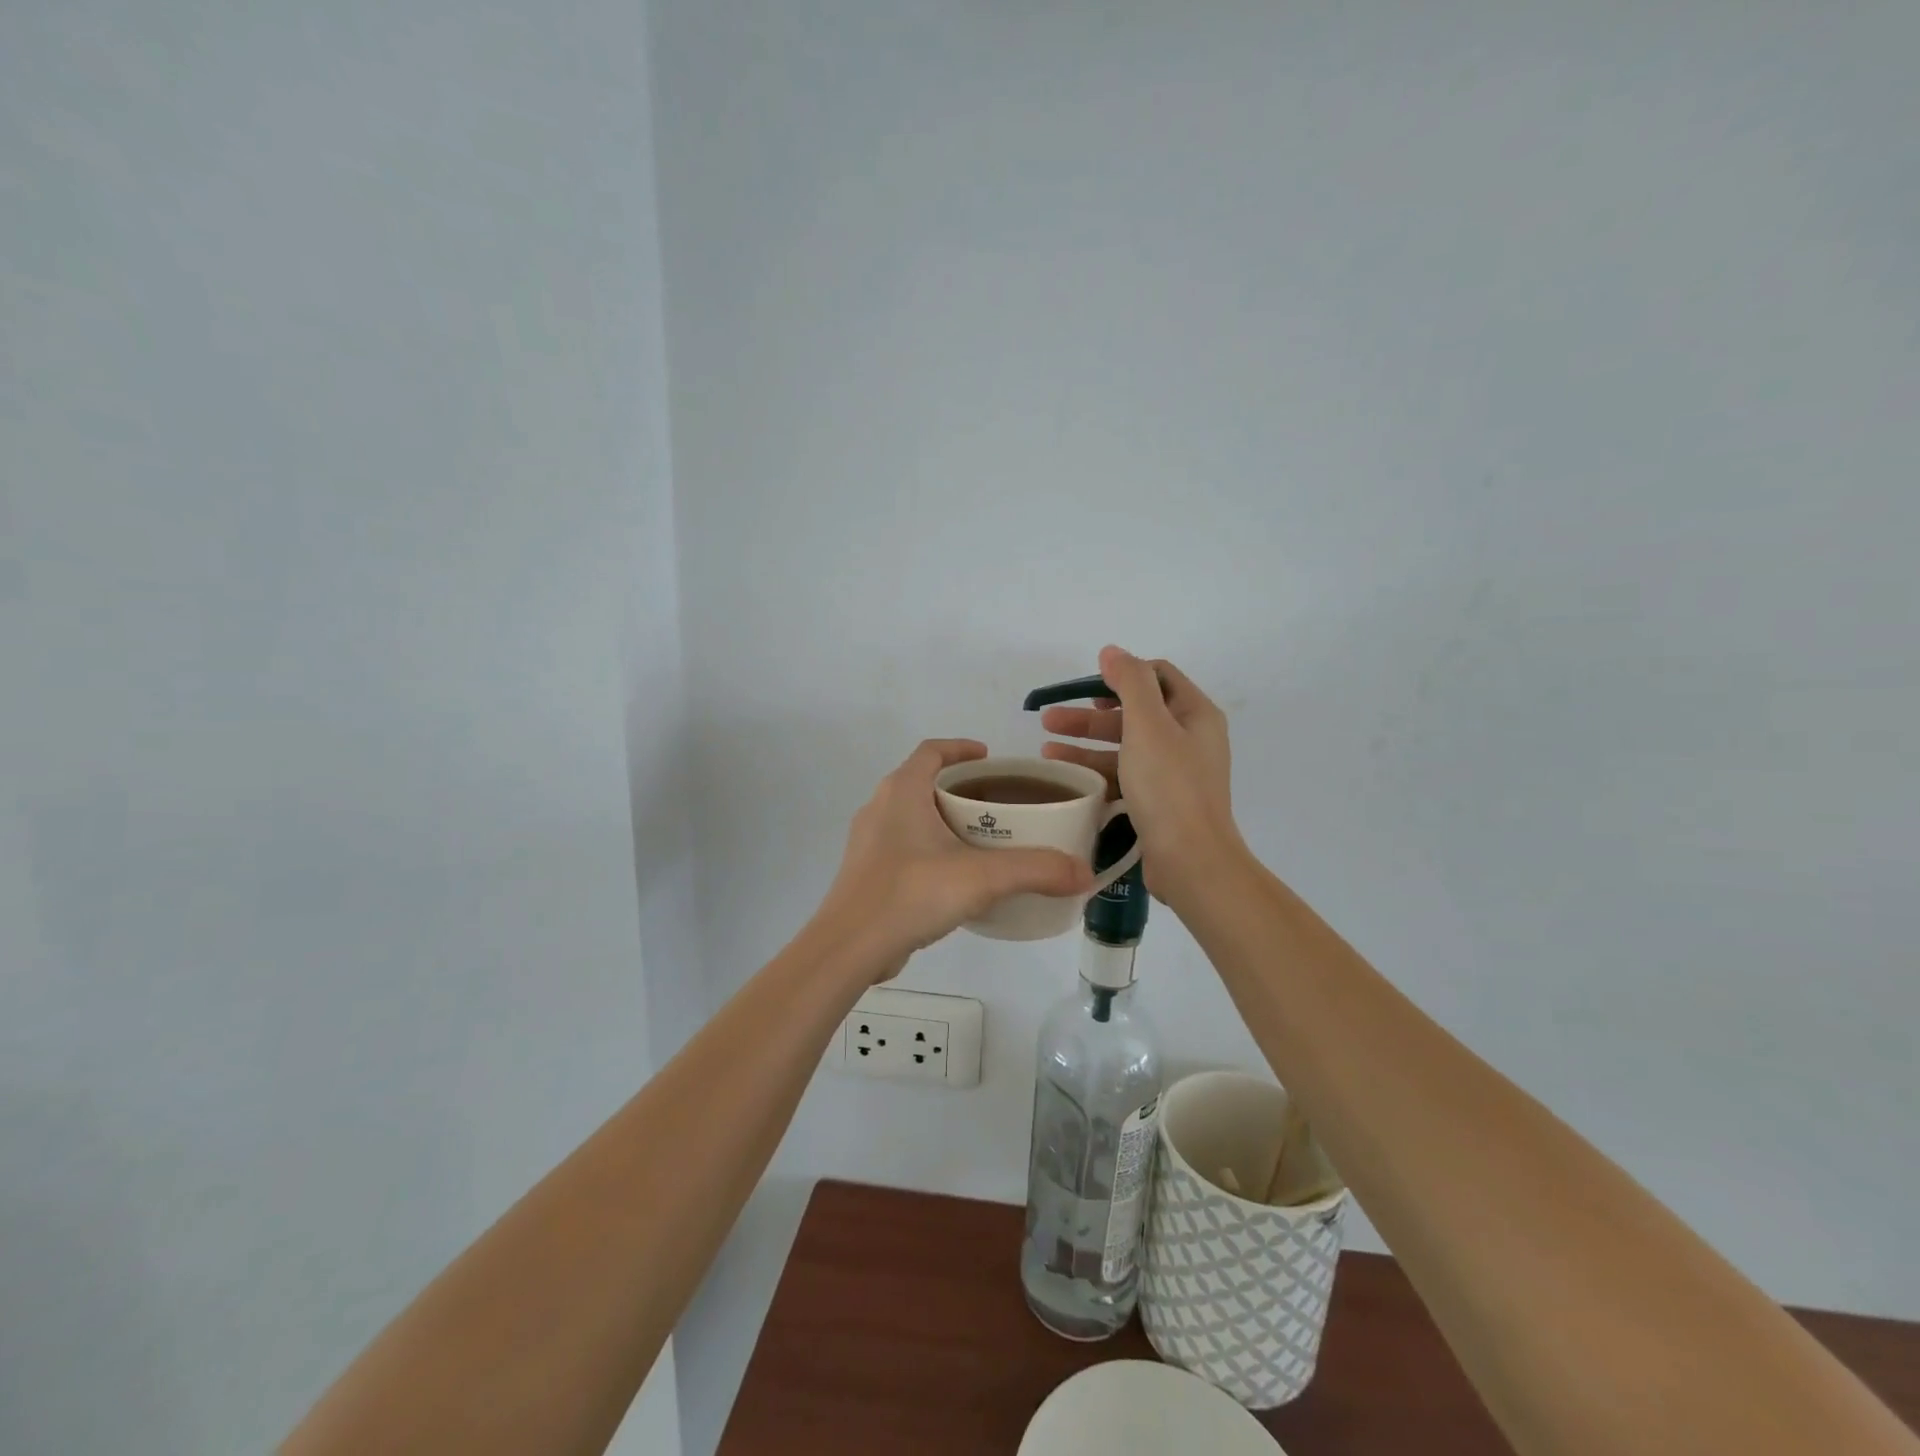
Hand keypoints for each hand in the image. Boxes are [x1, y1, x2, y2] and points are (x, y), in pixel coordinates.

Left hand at [817, 739, 1094, 977]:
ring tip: (983, 839)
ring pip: (913, 816)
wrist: (849, 947)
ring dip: (944, 819)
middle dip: (960, 788)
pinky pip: (904, 845)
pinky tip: (954, 877)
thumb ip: (1035, 871)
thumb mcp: (981, 878)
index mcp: (902, 791)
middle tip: (999, 805)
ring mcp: (869, 841)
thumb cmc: (911, 894)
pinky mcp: (866, 872)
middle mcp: (880, 807)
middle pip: (924, 781)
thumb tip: (1084, 873)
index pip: (932, 750)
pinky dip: (930, 848)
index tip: (990, 759)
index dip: (961, 748)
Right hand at [1040, 645, 1242, 904]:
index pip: (1157, 675)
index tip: (1085, 687)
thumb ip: (1130, 682)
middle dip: (1089, 714)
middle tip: (1049, 719)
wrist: (1191, 860)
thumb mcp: (1148, 725)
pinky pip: (1124, 775)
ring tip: (1046, 749)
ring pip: (1125, 746)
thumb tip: (1113, 651)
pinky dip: (1096, 771)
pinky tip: (1067, 776)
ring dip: (1086, 743)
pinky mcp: (1160, 801)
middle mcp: (1189, 738)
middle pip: (1134, 712)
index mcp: (1195, 713)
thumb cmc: (1169, 787)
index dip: (1120, 674)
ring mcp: (1175, 772)